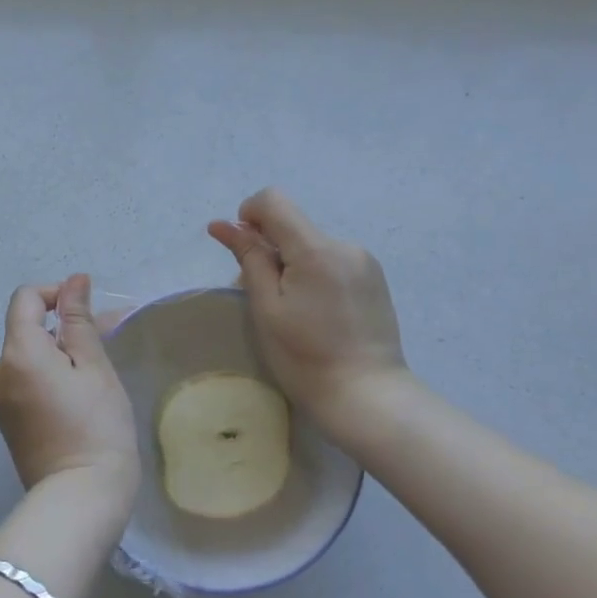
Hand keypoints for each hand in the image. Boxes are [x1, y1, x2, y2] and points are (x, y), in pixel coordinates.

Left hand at [0, 274, 138, 503]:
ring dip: (59, 352)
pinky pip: (25, 381)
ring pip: (28, 356)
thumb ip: (79, 320)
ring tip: (97, 371)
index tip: (88, 312)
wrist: (80, 499)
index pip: (25, 298)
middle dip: (63, 327)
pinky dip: (49, 375)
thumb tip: (74, 280)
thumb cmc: (96, 426)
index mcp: (18, 352)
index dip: (56, 294)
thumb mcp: (94, 367)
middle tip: (105, 342)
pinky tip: (79, 395)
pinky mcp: (8, 421)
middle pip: (26, 328)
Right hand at [208, 188, 408, 422]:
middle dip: (269, 249)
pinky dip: (313, 274)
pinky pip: (331, 260)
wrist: (368, 397)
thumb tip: (223, 225)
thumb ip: (248, 258)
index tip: (243, 252)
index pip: (273, 200)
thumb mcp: (267, 308)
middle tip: (264, 297)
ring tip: (293, 311)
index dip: (248, 216)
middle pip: (292, 226)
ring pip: (311, 245)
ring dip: (291, 264)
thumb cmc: (306, 358)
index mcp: (316, 249)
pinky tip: (317, 313)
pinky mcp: (373, 279)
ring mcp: (364, 261)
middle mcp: (344, 244)